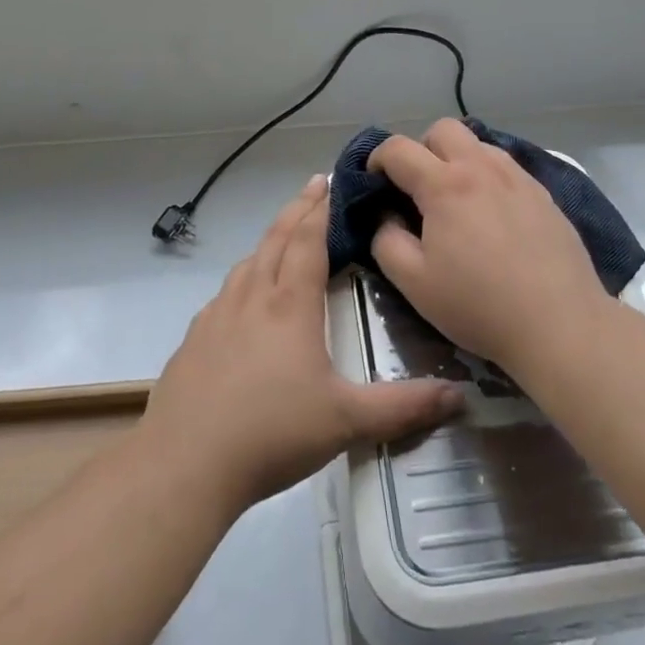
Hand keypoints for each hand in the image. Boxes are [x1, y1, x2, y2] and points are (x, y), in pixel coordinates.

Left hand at [142, 175, 463, 514]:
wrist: (184, 463)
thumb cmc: (271, 433)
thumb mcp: (346, 421)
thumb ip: (404, 407)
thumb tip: (460, 395)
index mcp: (289, 305)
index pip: (308, 241)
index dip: (321, 209)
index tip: (331, 181)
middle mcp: (252, 297)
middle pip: (276, 238)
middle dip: (298, 209)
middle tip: (314, 185)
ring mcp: (217, 316)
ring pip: (248, 263)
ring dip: (269, 240)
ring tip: (283, 235)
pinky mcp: (194, 339)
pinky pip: (225, 293)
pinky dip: (243, 277)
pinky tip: (243, 298)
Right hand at [370, 119, 606, 373]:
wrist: (560, 324)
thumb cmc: (479, 305)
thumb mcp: (414, 283)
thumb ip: (386, 241)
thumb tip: (387, 216)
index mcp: (445, 184)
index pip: (399, 148)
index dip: (377, 159)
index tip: (374, 183)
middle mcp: (482, 168)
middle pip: (442, 129)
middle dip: (421, 149)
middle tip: (417, 188)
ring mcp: (518, 177)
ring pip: (478, 143)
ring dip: (457, 159)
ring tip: (456, 200)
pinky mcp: (544, 194)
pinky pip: (506, 166)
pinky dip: (487, 176)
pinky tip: (492, 213)